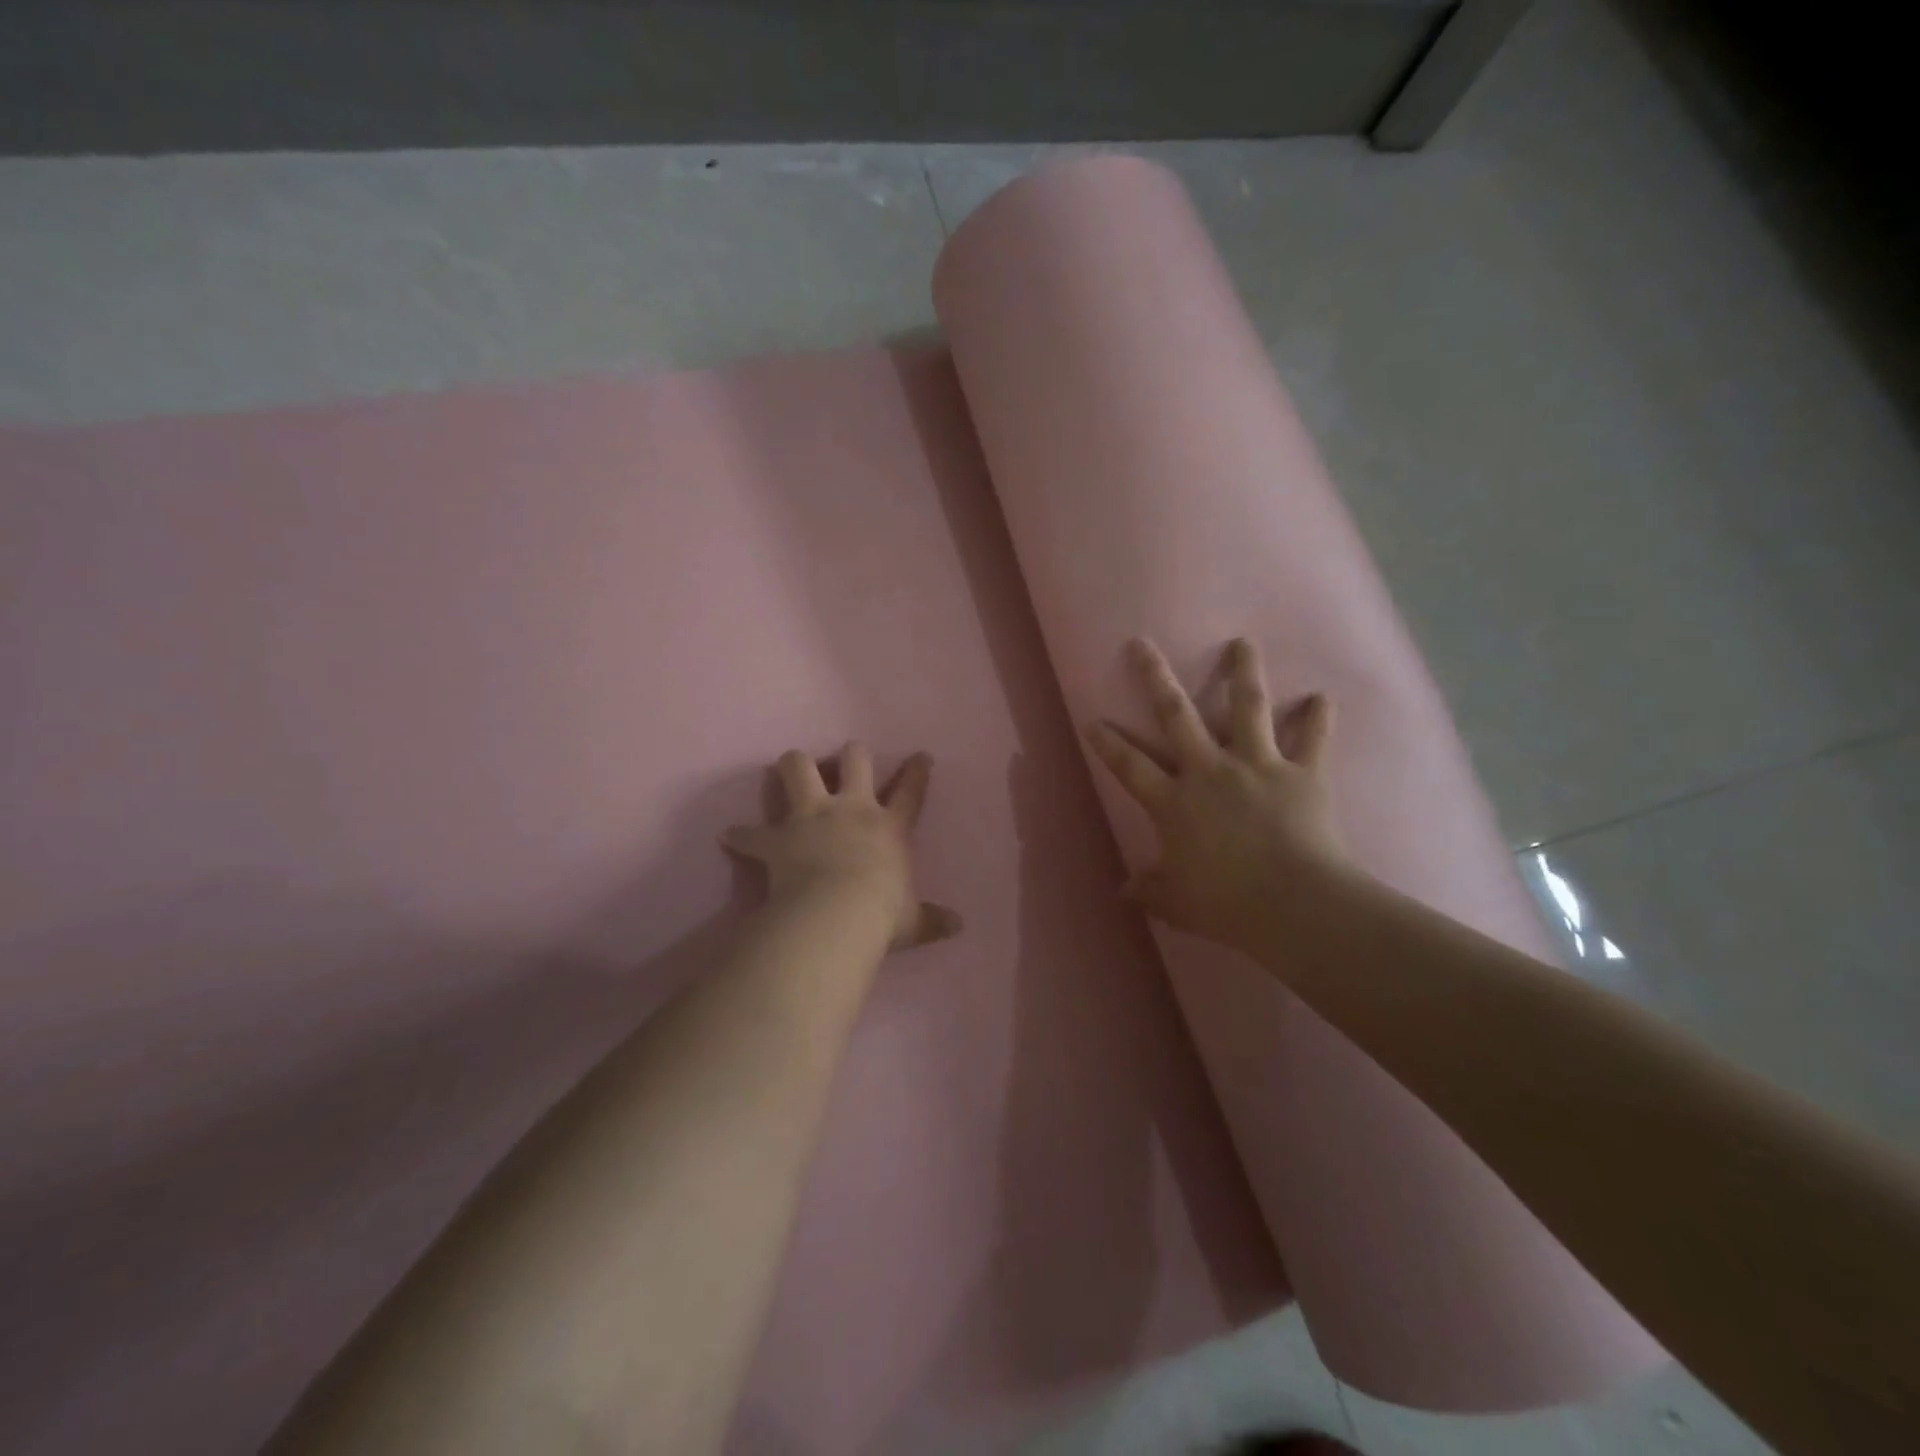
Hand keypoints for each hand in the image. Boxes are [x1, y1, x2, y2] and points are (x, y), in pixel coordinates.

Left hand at [723, 745, 961, 950]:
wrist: (837, 915)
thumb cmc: (881, 915)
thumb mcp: (912, 921)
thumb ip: (932, 920)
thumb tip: (958, 926)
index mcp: (888, 827)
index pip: (910, 792)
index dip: (916, 772)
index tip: (920, 756)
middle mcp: (851, 809)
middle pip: (854, 759)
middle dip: (850, 755)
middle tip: (844, 761)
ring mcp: (812, 817)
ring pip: (798, 767)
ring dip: (794, 766)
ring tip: (791, 771)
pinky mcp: (778, 837)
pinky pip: (751, 832)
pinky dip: (742, 835)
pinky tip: (732, 836)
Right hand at [1085, 637, 1349, 951]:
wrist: (1293, 903)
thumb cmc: (1226, 904)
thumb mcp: (1176, 903)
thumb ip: (1148, 891)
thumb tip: (1122, 891)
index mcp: (1174, 802)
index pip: (1130, 766)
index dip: (1108, 743)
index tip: (1092, 720)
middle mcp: (1209, 771)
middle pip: (1176, 715)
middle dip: (1155, 677)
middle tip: (1142, 644)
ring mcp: (1256, 766)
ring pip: (1247, 708)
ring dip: (1243, 673)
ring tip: (1242, 643)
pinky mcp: (1301, 774)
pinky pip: (1313, 740)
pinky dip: (1318, 719)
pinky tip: (1322, 698)